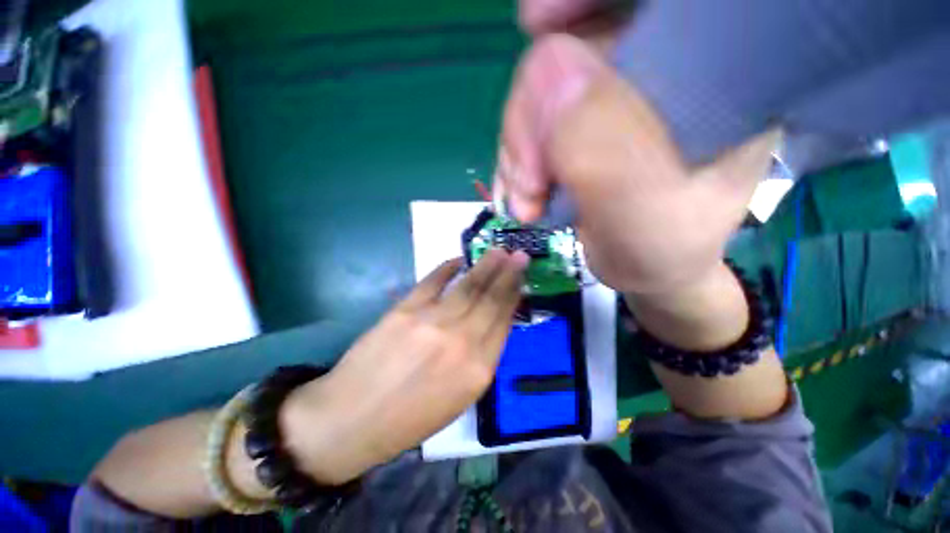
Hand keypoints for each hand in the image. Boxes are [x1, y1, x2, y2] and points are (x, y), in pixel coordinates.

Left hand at [279, 250, 527, 483]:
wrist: (352, 420)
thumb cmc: (410, 418)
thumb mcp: (460, 397)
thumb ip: (480, 357)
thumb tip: (492, 321)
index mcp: (478, 371)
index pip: (503, 323)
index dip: (514, 297)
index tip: (521, 280)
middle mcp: (461, 342)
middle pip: (491, 300)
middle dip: (508, 274)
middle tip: (520, 255)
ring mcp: (432, 322)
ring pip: (468, 286)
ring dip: (486, 266)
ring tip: (499, 251)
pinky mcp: (405, 310)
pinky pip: (433, 281)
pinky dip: (447, 267)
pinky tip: (459, 259)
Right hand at [496, 28, 779, 294]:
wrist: (647, 269)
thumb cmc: (663, 249)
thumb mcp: (644, 215)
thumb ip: (604, 153)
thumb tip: (547, 73)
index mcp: (709, 77)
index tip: (535, 24)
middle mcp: (660, 74)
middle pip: (571, 50)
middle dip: (531, 118)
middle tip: (531, 183)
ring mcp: (614, 100)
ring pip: (539, 92)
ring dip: (518, 150)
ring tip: (529, 201)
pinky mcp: (582, 126)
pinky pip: (529, 123)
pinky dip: (515, 160)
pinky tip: (522, 196)